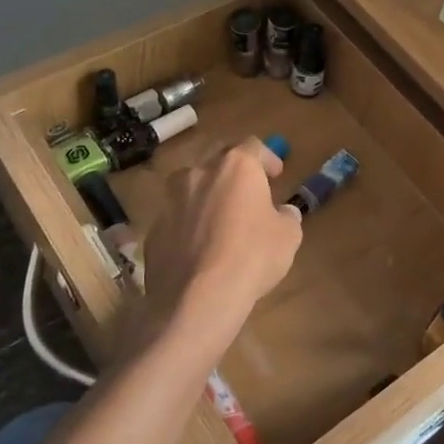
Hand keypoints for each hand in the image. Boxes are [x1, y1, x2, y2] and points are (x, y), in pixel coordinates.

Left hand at [140, 139, 301, 358]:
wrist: (198, 298)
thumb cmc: (252, 257)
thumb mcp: (288, 236)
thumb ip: (287, 216)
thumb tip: (283, 212)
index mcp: (236, 166)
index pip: (253, 146)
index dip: (267, 158)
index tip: (276, 174)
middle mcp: (199, 173)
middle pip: (218, 160)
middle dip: (233, 173)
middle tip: (247, 193)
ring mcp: (171, 200)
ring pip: (191, 188)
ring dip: (207, 197)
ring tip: (220, 221)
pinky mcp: (155, 229)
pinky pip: (177, 219)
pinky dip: (189, 225)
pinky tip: (200, 249)